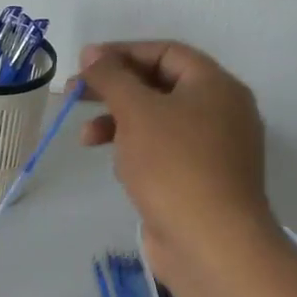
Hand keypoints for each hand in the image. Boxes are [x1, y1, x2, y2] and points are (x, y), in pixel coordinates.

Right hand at [77, 40, 277, 290]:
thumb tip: (93, 53)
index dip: (123, 52)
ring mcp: (213, 149)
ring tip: (86, 138)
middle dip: (115, 89)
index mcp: (216, 86)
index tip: (85, 63)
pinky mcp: (201, 180)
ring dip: (119, 122)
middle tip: (75, 94)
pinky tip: (118, 165)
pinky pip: (164, 151)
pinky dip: (136, 149)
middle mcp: (221, 111)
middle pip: (160, 85)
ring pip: (158, 120)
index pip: (166, 52)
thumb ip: (112, 77)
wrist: (211, 244)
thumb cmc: (174, 165)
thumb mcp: (137, 111)